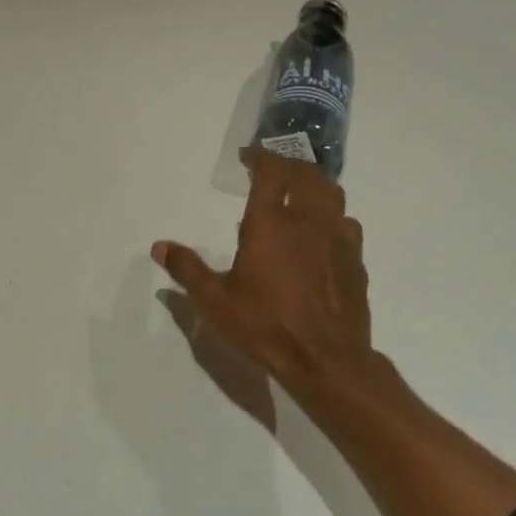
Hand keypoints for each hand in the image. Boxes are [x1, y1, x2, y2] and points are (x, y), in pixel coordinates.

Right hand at [153, 150, 375, 400]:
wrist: (326, 359)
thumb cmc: (265, 326)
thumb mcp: (215, 301)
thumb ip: (187, 269)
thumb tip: (159, 247)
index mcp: (269, 223)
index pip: (270, 170)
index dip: (260, 156)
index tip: (248, 157)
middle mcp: (307, 220)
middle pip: (306, 173)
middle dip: (288, 163)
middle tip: (272, 170)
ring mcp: (337, 238)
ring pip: (332, 193)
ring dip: (314, 185)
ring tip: (299, 194)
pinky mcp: (356, 259)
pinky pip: (347, 223)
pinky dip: (332, 217)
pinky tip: (322, 234)